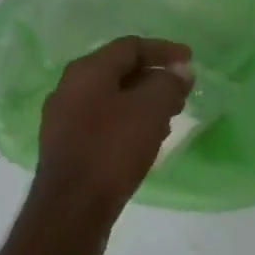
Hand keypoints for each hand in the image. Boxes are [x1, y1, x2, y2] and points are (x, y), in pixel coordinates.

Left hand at [35, 37, 193, 219]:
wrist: (71, 208)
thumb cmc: (112, 150)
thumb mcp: (150, 111)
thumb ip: (168, 84)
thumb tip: (180, 70)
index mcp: (86, 71)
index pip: (130, 47)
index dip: (163, 50)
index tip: (191, 60)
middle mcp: (69, 88)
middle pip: (118, 72)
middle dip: (154, 79)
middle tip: (182, 93)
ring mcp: (63, 118)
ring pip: (110, 99)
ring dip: (142, 103)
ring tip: (169, 119)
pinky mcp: (66, 146)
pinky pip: (102, 123)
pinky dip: (127, 123)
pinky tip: (145, 142)